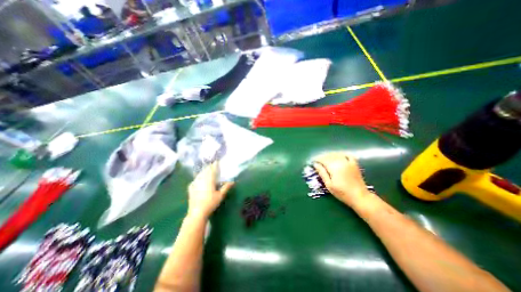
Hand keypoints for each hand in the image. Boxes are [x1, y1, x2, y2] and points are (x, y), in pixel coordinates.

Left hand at [187, 162, 233, 218]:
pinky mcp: (191, 188)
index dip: (215, 165)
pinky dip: (198, 177)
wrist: (197, 213)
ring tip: (207, 170)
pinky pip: (195, 179)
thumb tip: (233, 182)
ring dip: (204, 171)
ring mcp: (195, 183)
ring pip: (200, 174)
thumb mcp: (220, 195)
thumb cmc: (210, 203)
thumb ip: (226, 187)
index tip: (217, 161)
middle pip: (205, 170)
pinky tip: (199, 179)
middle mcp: (201, 179)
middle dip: (209, 167)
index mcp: (209, 180)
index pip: (212, 170)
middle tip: (213, 165)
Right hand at [313, 153, 369, 207]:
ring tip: (325, 158)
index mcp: (334, 167)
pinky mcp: (354, 164)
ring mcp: (349, 162)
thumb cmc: (342, 192)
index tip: (312, 161)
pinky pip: (347, 155)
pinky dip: (341, 154)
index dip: (317, 159)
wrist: (360, 197)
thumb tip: (315, 164)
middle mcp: (341, 162)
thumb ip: (322, 173)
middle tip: (317, 160)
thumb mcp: (329, 185)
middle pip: (329, 156)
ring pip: (337, 154)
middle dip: (322, 157)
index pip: (323, 159)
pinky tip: (338, 155)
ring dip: (330, 154)